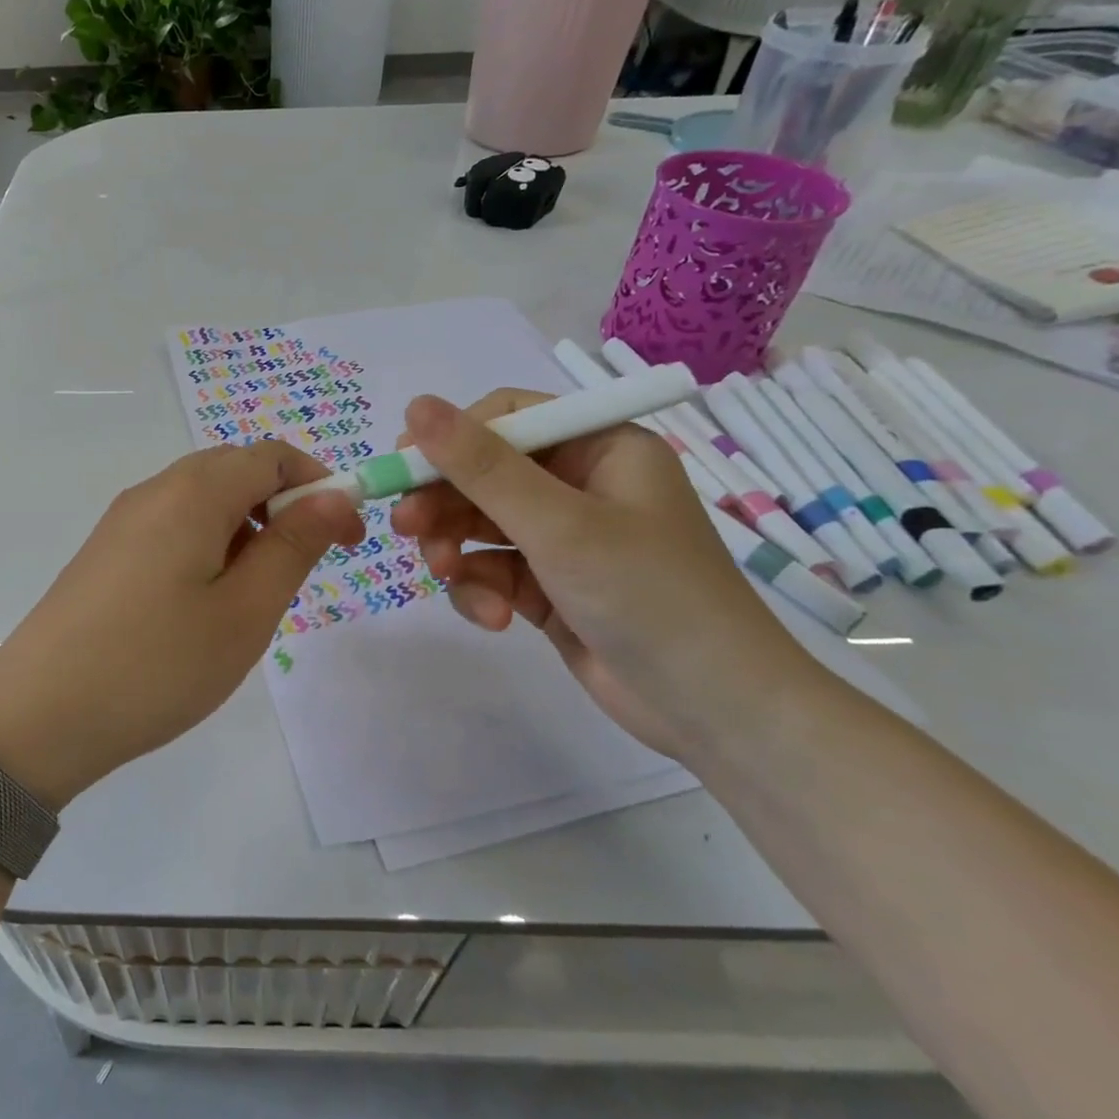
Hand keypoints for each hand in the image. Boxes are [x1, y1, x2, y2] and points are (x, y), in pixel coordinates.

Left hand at [0, 442, 363, 807]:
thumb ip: (293, 545)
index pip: (272, 456)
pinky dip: (209, 545)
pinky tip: (205, 603)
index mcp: (192, 492)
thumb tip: (334, 495)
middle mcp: (154, 490)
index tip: (347, 536)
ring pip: (204, 500)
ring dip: (246, 529)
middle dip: (283, 506)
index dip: (320, 484)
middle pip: (235, 470)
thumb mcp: (244, 611)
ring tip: (254, 597)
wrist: (39, 715)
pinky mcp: (106, 551)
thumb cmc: (157, 664)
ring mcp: (123, 520)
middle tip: (305, 570)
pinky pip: (173, 526)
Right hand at [389, 391, 807, 757]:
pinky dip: (482, 591)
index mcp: (598, 447)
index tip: (402, 469)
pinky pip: (492, 570)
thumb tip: (415, 405)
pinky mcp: (549, 585)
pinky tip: (495, 619)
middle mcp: (579, 484)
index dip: (449, 440)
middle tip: (404, 529)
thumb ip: (481, 467)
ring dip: (457, 551)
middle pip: (483, 474)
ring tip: (450, 577)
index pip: (506, 419)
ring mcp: (563, 537)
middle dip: (444, 504)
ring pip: (478, 525)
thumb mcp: (557, 525)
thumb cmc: (647, 596)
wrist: (716, 713)